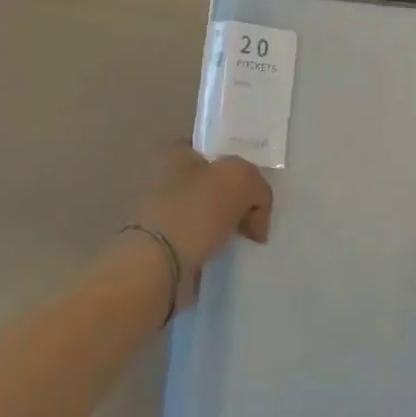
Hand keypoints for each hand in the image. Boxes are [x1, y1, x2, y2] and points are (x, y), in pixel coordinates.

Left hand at [130, 147, 272, 305]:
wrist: (158, 266)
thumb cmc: (196, 210)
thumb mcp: (241, 179)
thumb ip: (257, 185)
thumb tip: (254, 215)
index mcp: (176, 153)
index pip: (213, 150)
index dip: (237, 165)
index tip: (254, 188)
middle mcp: (164, 178)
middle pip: (213, 183)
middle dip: (234, 200)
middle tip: (254, 220)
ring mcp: (161, 214)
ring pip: (206, 214)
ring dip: (225, 227)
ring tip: (243, 243)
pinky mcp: (162, 247)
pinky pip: (199, 242)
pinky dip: (213, 249)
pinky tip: (226, 257)